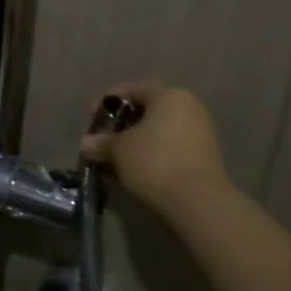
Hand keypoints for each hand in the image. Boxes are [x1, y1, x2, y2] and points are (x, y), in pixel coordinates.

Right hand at [79, 80, 232, 212]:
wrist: (197, 201)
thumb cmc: (153, 161)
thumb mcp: (118, 150)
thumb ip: (101, 143)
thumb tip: (86, 144)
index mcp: (169, 96)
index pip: (133, 89)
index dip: (107, 101)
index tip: (91, 116)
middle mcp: (188, 108)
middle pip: (147, 110)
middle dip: (121, 124)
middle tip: (102, 139)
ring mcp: (200, 133)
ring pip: (158, 132)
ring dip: (134, 143)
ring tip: (113, 159)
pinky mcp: (204, 158)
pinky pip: (169, 148)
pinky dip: (149, 155)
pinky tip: (132, 171)